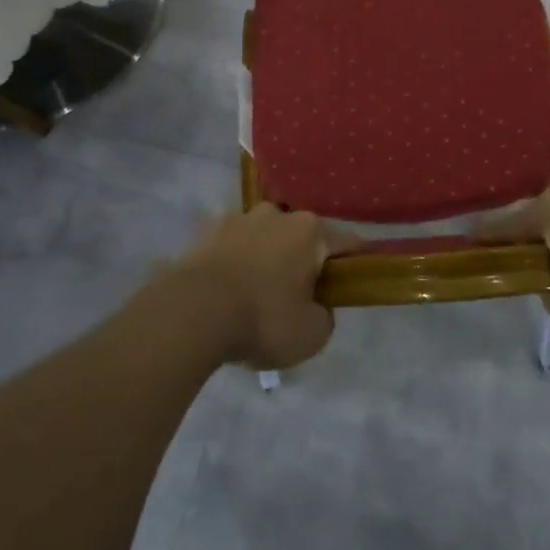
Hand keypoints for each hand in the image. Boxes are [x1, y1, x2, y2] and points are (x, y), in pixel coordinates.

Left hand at [173, 204, 346, 370]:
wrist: (192, 313)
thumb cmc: (262, 319)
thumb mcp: (310, 335)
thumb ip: (324, 318)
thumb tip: (318, 308)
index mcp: (309, 232)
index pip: (345, 242)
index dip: (354, 260)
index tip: (357, 276)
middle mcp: (277, 214)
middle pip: (300, 237)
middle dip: (302, 260)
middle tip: (298, 296)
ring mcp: (238, 219)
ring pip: (263, 238)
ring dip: (265, 259)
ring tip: (254, 295)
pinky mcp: (206, 232)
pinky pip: (231, 248)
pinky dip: (234, 264)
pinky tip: (226, 293)